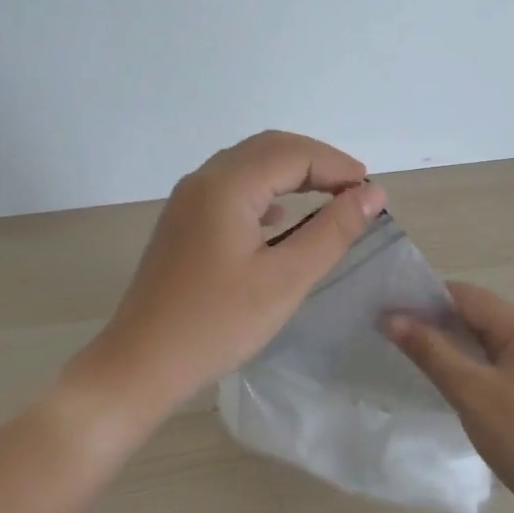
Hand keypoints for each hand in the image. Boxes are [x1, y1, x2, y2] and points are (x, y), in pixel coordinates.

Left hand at [72, 131, 386, 428]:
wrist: (141, 363)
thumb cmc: (218, 324)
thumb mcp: (286, 279)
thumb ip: (332, 231)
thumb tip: (372, 192)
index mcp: (226, 186)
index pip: (293, 154)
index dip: (337, 165)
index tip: (372, 192)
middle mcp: (202, 181)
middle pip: (268, 149)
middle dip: (316, 162)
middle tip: (355, 189)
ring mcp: (186, 202)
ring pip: (247, 166)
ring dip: (290, 174)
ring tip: (328, 197)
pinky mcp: (182, 225)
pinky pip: (230, 190)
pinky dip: (264, 193)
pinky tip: (279, 220)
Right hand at [383, 283, 513, 512]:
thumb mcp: (471, 392)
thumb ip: (431, 351)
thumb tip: (391, 318)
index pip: (463, 295)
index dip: (423, 299)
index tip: (385, 312)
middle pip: (474, 312)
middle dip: (433, 319)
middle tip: (389, 333)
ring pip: (482, 337)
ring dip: (448, 341)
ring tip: (407, 352)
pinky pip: (493, 358)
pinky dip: (466, 360)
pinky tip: (443, 375)